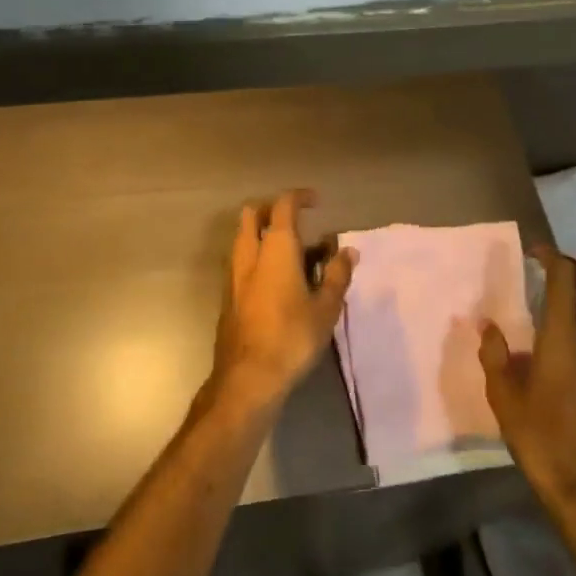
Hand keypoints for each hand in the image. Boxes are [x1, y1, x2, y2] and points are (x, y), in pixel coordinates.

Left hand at [212, 190, 356, 409]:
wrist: (247, 378)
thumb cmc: (292, 337)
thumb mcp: (326, 308)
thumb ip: (337, 275)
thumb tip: (347, 251)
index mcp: (276, 249)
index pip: (283, 206)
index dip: (299, 198)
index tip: (316, 201)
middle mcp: (250, 254)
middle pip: (252, 215)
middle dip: (271, 209)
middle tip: (296, 219)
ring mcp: (233, 275)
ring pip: (243, 239)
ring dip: (263, 234)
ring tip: (292, 252)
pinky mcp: (227, 297)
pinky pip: (241, 262)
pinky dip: (257, 257)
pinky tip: (276, 280)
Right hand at [480, 246, 575, 520]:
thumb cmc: (542, 443)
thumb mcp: (504, 401)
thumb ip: (495, 357)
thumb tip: (488, 327)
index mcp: (565, 342)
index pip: (567, 282)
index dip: (554, 258)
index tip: (536, 250)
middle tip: (552, 267)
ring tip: (564, 298)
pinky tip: (575, 342)